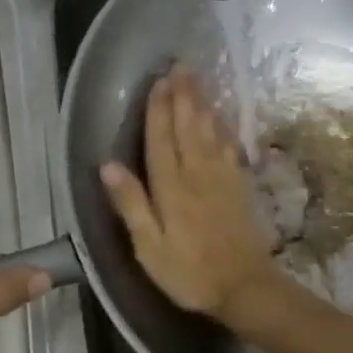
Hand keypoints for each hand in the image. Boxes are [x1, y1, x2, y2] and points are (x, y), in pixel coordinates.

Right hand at [99, 67, 288, 326]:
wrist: (245, 287)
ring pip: (211, 130)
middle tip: (181, 65)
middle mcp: (198, 174)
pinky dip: (224, 126)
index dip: (158, 110)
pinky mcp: (240, 187)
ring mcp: (223, 178)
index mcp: (172, 188)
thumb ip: (131, 205)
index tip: (158, 81)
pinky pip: (231, 146)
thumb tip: (107, 165)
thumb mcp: (149, 248)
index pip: (162, 140)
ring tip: (198, 78)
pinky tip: (222, 116)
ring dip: (203, 102)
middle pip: (189, 126)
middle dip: (183, 95)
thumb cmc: (189, 272)